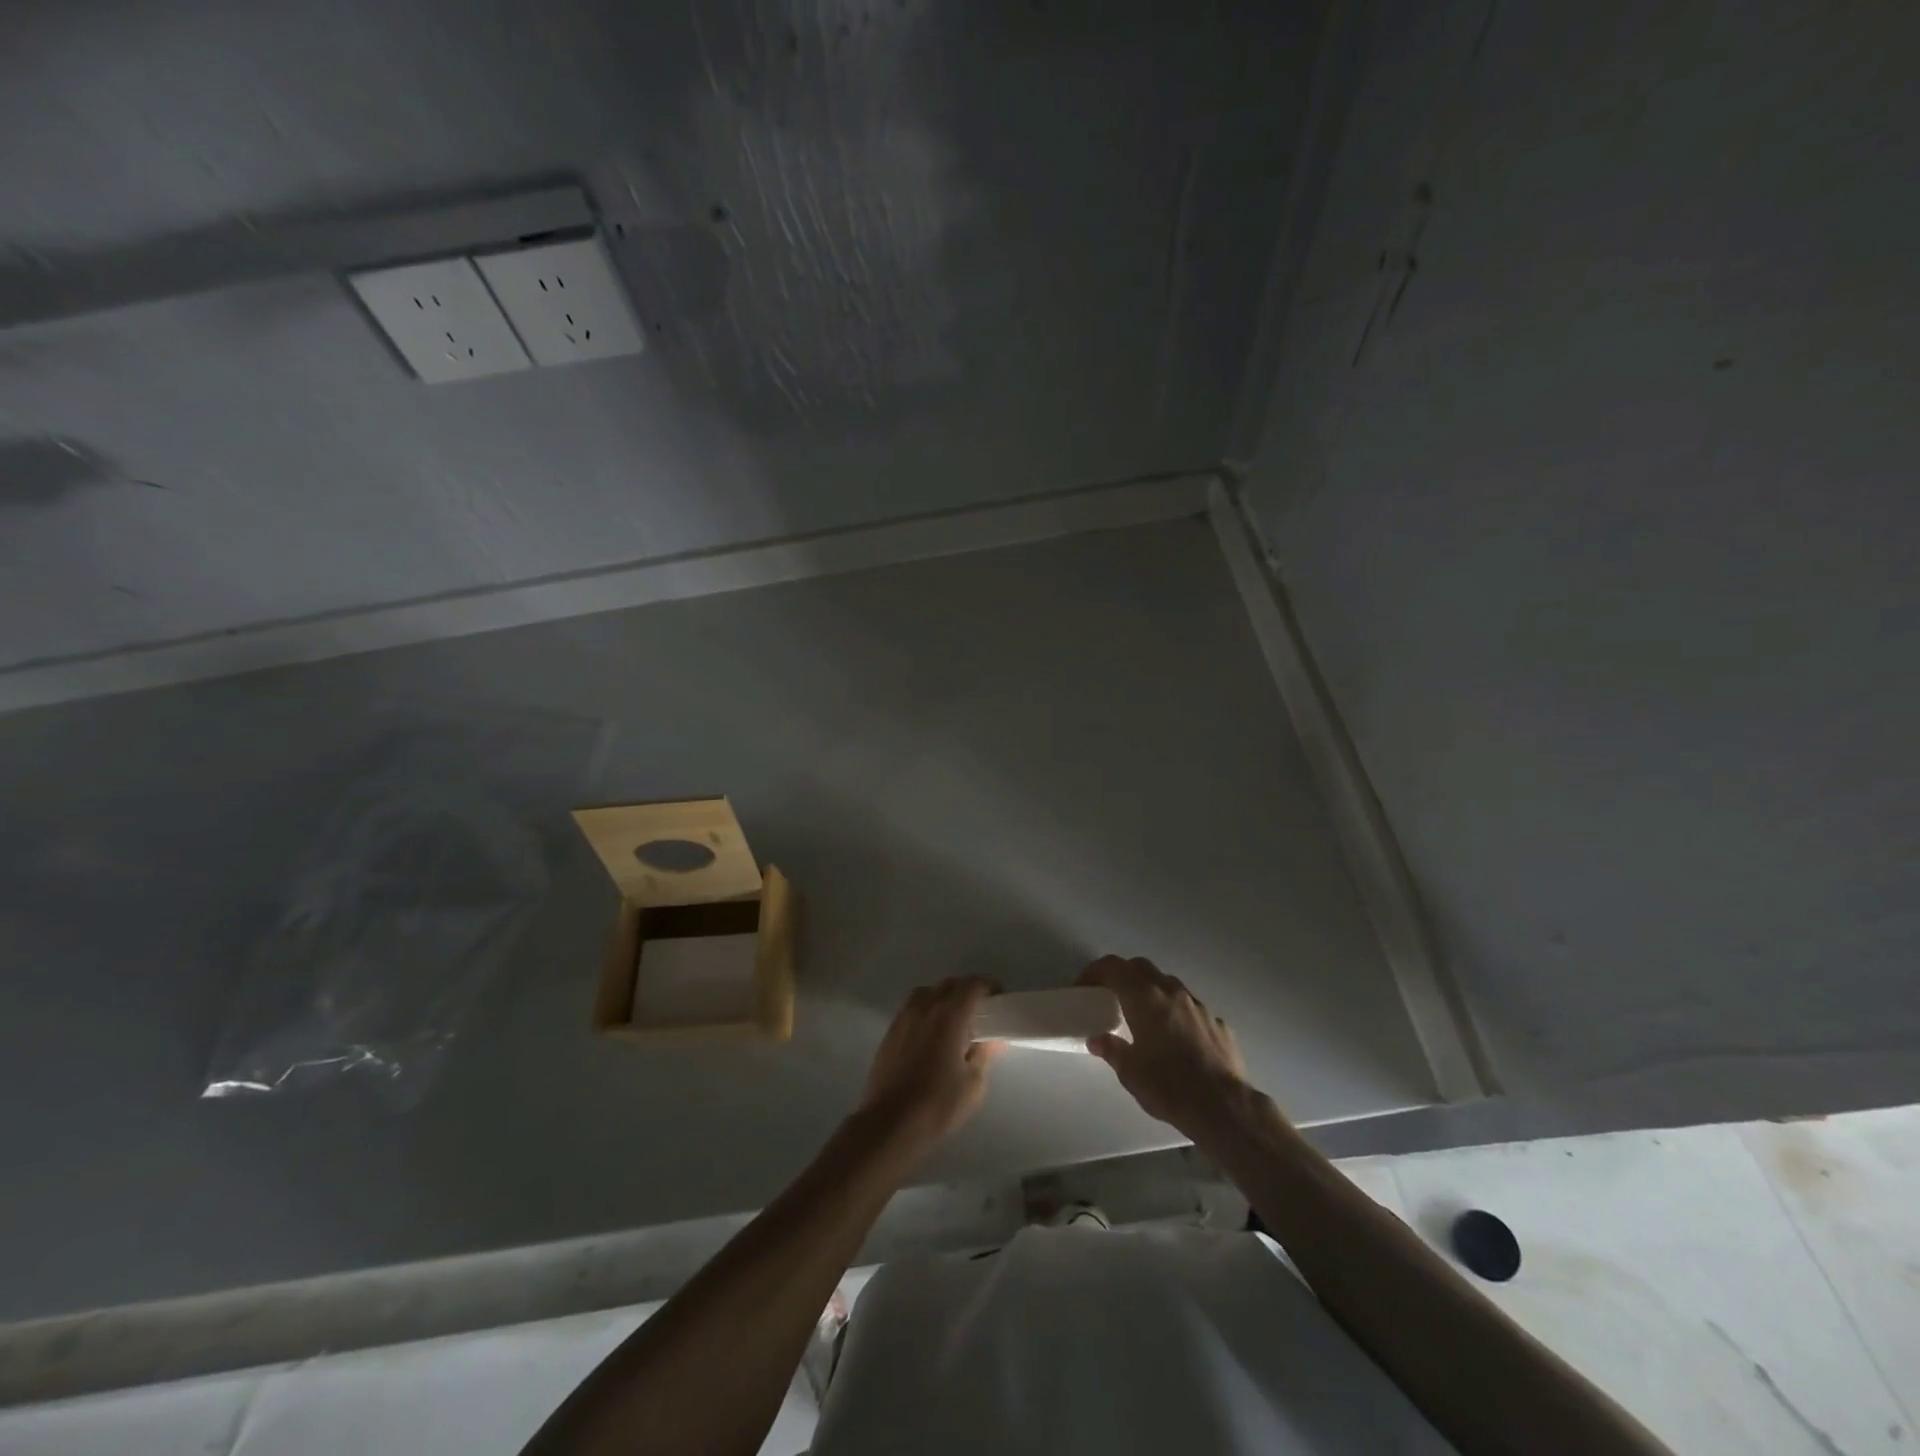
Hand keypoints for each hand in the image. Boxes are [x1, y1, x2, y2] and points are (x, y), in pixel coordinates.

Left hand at [858, 977, 1004, 1155]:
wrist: (889, 1124)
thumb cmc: (937, 1105)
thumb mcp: (973, 1084)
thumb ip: (984, 1054)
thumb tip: (993, 1039)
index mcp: (949, 1016)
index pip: (973, 985)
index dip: (989, 986)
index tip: (999, 998)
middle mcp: (925, 1007)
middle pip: (949, 984)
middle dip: (967, 990)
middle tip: (980, 1011)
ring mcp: (904, 1017)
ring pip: (928, 992)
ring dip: (944, 997)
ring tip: (954, 1020)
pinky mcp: (890, 1032)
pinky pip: (912, 1007)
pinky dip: (926, 1009)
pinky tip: (931, 1034)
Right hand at [1078, 956, 1252, 1139]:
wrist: (1224, 1107)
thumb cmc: (1169, 1087)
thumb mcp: (1130, 1072)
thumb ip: (1112, 1049)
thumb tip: (1097, 1039)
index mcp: (1145, 998)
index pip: (1114, 967)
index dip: (1095, 972)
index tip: (1084, 986)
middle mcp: (1171, 992)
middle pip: (1141, 967)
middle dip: (1123, 975)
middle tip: (1111, 996)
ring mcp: (1198, 1005)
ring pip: (1168, 984)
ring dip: (1151, 992)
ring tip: (1144, 1017)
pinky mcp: (1218, 1023)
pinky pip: (1190, 1007)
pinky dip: (1176, 1013)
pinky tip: (1176, 1039)